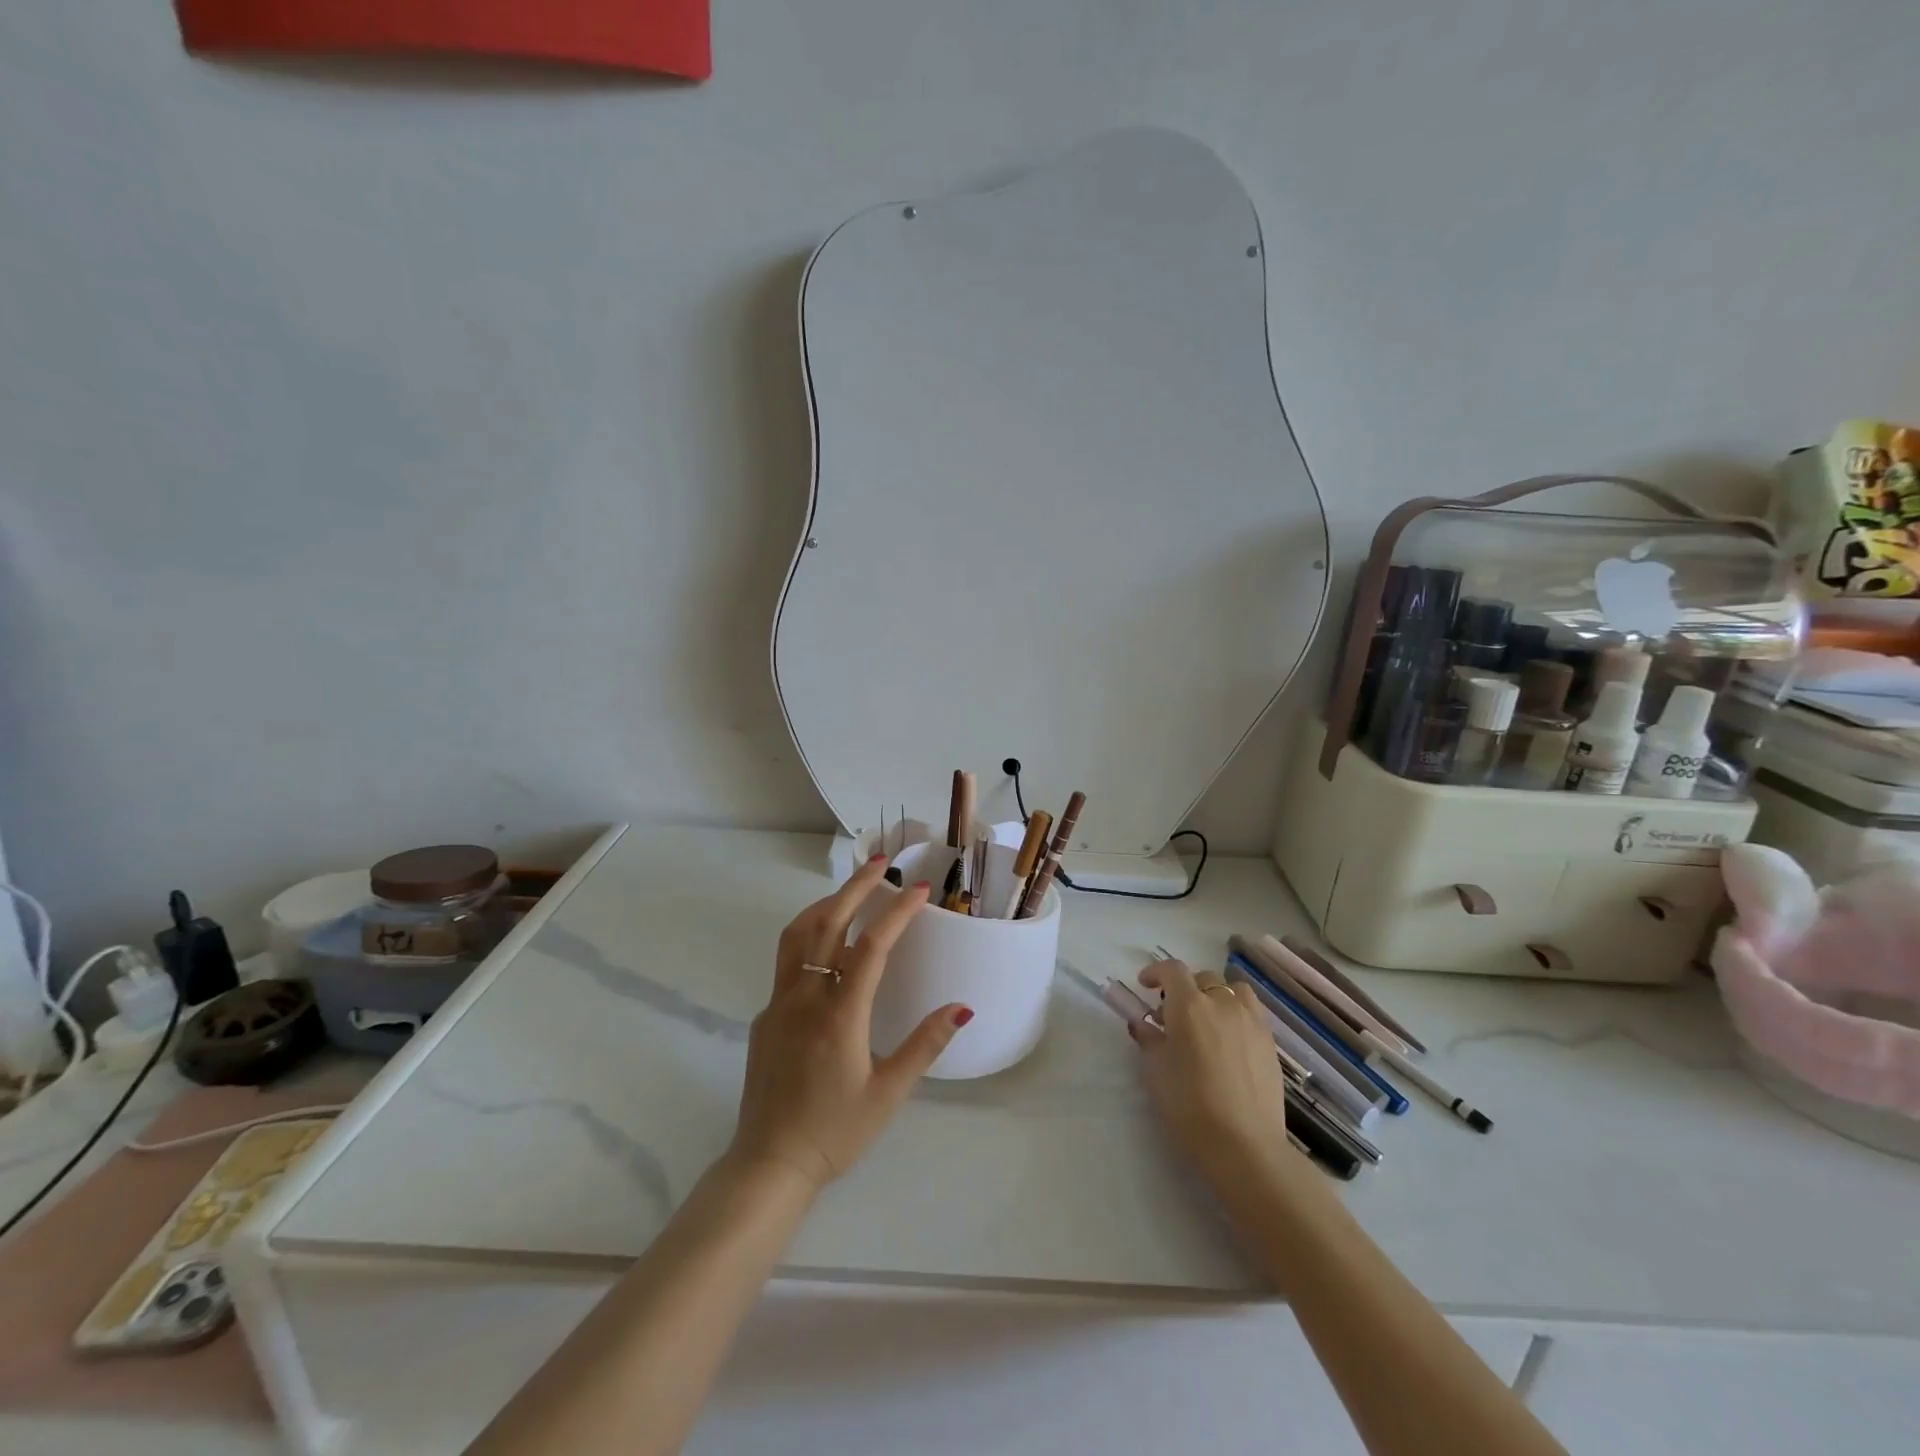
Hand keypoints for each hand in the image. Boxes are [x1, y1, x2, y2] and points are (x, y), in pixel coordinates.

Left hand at [727, 855, 972, 1192]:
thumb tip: (961, 1007)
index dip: (897, 912)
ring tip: (850, 892)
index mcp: (839, 1015)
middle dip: (856, 888)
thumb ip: (925, 1045)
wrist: (769, 1164)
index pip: (871, 946)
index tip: (919, 889)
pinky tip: (828, 949)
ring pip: (797, 935)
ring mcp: (779, 1004)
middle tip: (881, 863)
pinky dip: (809, 936)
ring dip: (825, 904)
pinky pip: (787, 961)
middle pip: (828, 923)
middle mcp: (805, 997)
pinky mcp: (765, 1016)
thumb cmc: (835, 1132)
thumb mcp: (889, 1093)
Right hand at [1133, 959, 1299, 1178]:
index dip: (1156, 972)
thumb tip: (1144, 1025)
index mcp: (1189, 1005)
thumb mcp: (1155, 1072)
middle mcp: (1222, 1003)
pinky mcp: (1270, 1043)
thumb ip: (1149, 1040)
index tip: (1145, 985)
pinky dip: (1237, 1015)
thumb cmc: (1189, 1105)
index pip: (1172, 970)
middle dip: (1186, 988)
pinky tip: (1229, 1042)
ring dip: (1217, 996)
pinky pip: (1252, 1013)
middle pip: (1204, 977)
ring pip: (1234, 990)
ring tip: (1208, 1020)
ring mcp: (1251, 1021)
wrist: (1244, 1145)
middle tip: (1173, 1015)